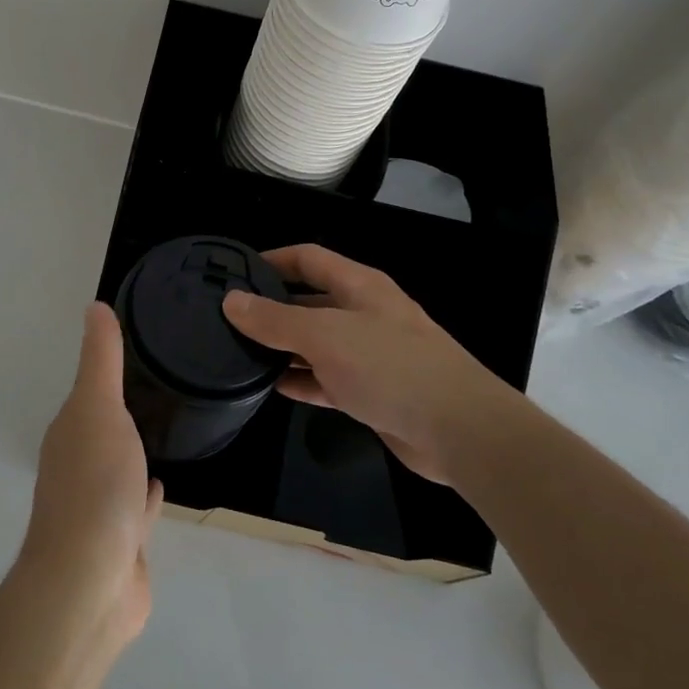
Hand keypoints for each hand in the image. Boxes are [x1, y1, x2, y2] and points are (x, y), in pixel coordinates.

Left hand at [18, 304, 163, 647]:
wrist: (91, 582)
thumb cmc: (95, 485)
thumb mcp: (99, 408)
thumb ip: (101, 359)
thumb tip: (94, 305)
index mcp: (71, 432)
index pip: (90, 393)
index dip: (108, 371)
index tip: (142, 349)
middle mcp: (79, 466)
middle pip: (103, 428)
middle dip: (123, 409)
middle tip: (163, 383)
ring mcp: (100, 507)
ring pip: (121, 467)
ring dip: (135, 450)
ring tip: (166, 426)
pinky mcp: (123, 542)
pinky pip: (138, 508)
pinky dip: (148, 494)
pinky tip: (163, 485)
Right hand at [222, 245, 514, 484]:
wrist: (459, 430)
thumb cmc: (390, 367)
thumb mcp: (325, 336)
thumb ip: (275, 319)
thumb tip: (231, 300)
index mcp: (359, 286)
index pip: (308, 259)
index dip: (272, 259)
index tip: (235, 271)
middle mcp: (364, 313)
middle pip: (310, 301)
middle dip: (273, 308)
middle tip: (229, 319)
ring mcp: (369, 354)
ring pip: (316, 342)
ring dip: (283, 347)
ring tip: (240, 353)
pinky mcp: (372, 391)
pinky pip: (327, 378)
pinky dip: (302, 379)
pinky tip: (272, 387)